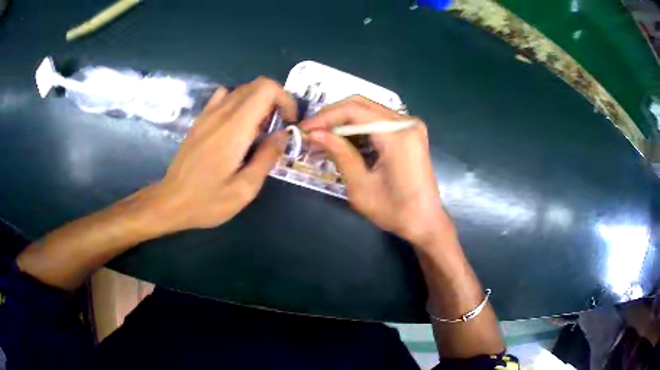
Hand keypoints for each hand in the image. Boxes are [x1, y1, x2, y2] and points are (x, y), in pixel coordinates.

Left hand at [145, 77, 296, 232]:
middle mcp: (221, 113)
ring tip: (259, 130)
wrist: (170, 202)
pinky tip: (237, 126)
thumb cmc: (207, 201)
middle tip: (277, 128)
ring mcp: (208, 114)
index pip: (266, 89)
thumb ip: (267, 158)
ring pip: (241, 90)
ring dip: (258, 102)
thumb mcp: (244, 189)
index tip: (289, 123)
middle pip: (256, 85)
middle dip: (276, 101)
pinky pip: (224, 97)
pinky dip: (239, 103)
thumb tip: (282, 135)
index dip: (285, 99)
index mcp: (234, 128)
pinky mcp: (200, 120)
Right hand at [303, 96, 453, 247]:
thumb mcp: (361, 186)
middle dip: (332, 117)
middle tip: (311, 133)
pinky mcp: (409, 132)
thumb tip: (314, 134)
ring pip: (367, 111)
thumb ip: (339, 154)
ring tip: (321, 140)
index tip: (304, 129)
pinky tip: (341, 142)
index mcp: (397, 135)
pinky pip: (377, 122)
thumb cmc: (395, 211)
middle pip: (361, 105)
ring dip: (343, 123)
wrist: (425, 222)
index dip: (325, 117)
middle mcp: (407, 123)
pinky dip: (357, 130)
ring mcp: (410, 126)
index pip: (354, 111)